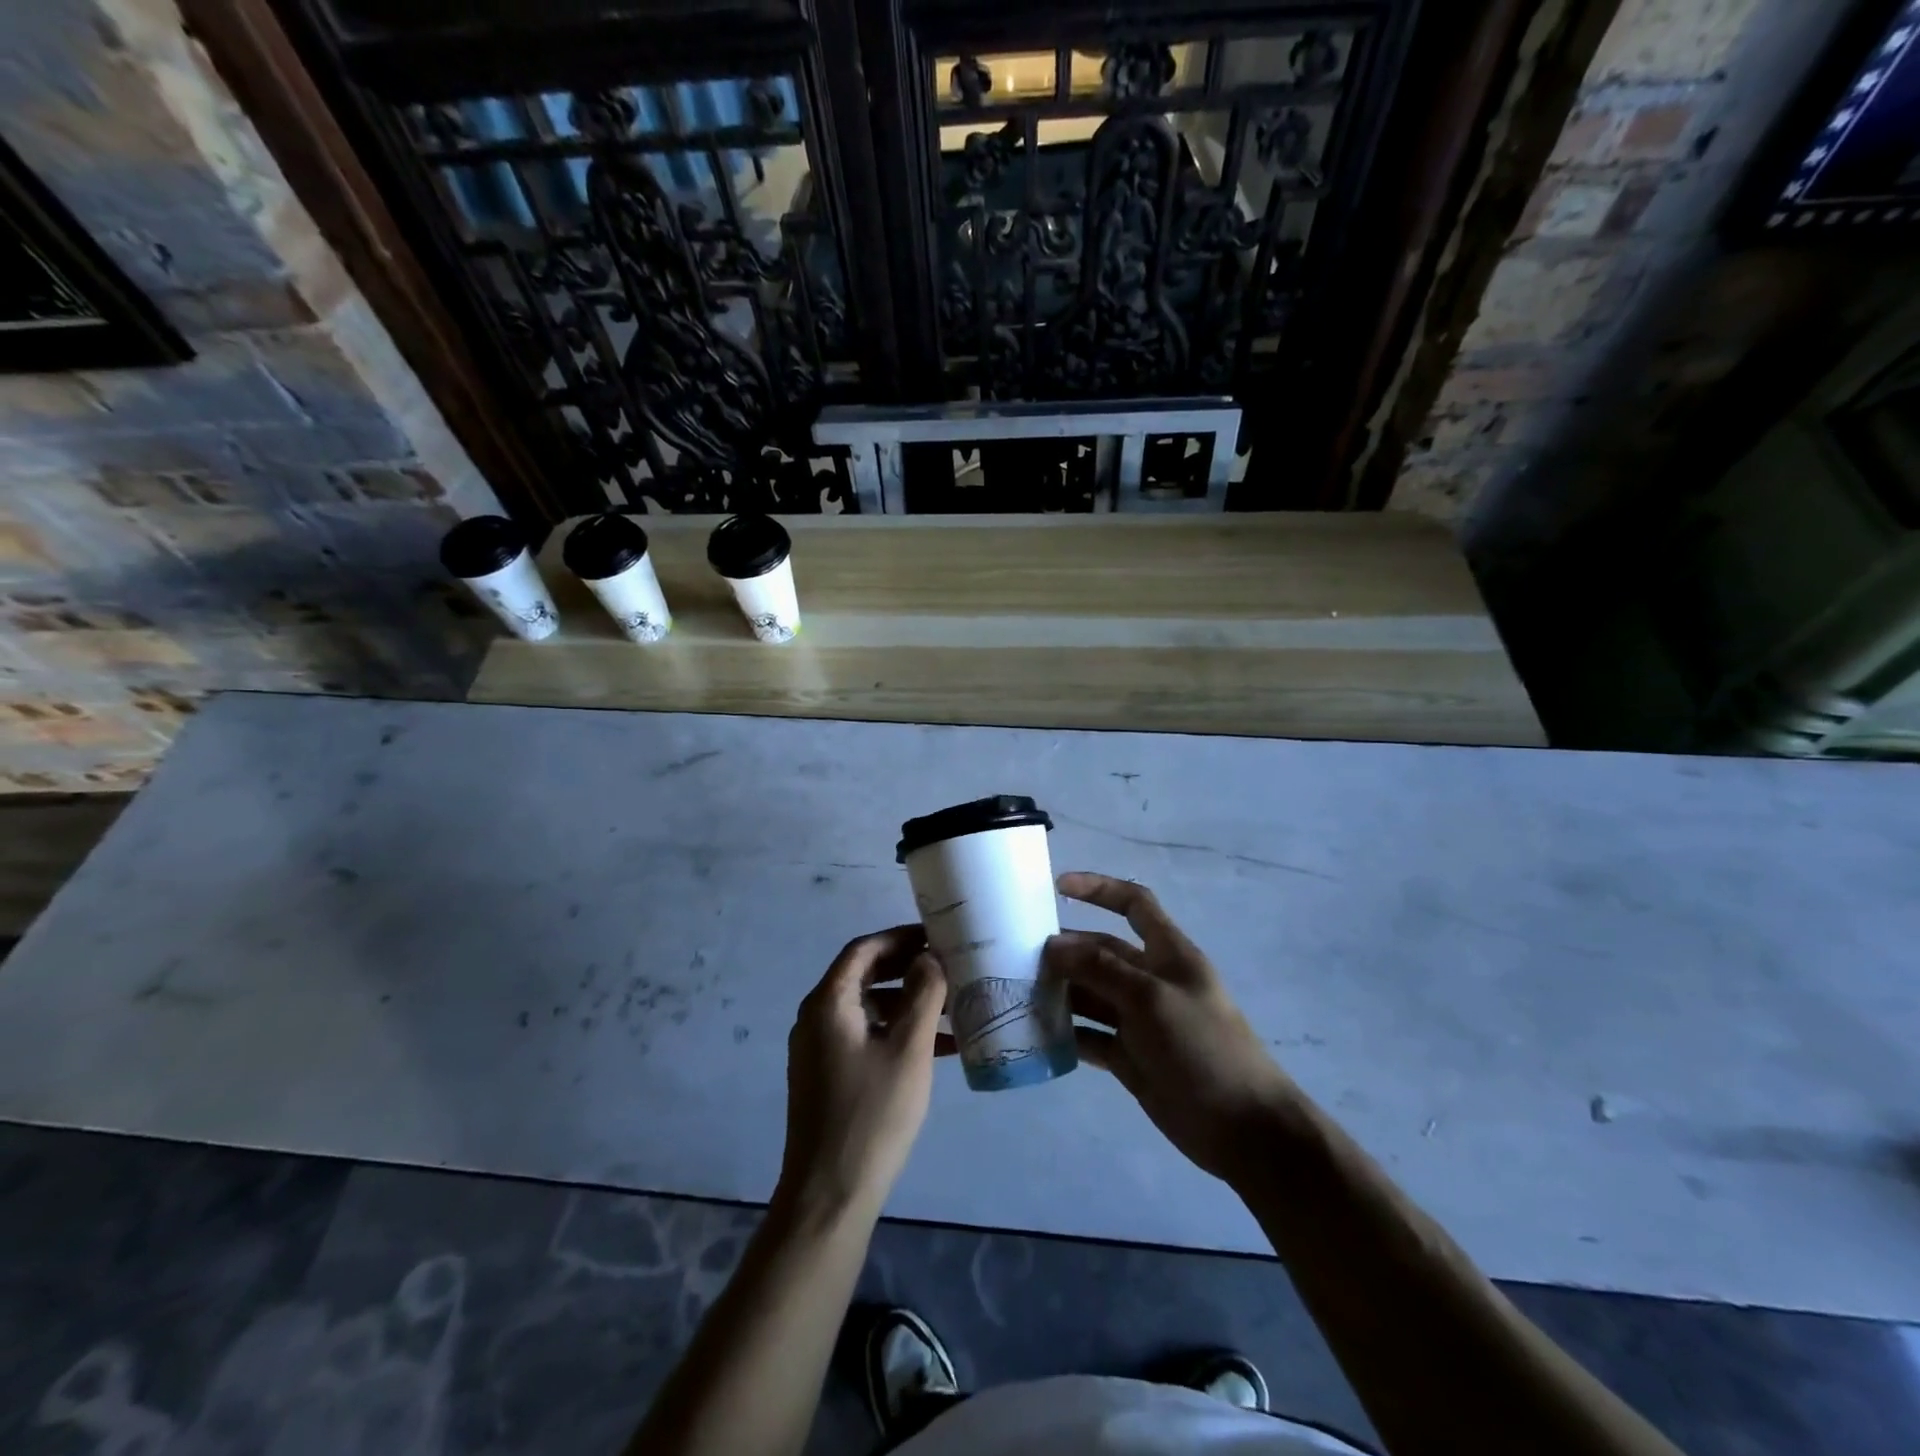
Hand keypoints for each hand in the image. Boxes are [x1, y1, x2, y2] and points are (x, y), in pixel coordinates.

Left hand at [775, 926, 949, 1221]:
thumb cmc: (871, 1115)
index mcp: (828, 1003)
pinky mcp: (828, 1075)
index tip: (936, 936)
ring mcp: (819, 1049)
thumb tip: (929, 957)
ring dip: (908, 1004)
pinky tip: (938, 1048)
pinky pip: (865, 1037)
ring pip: (868, 1009)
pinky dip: (897, 1033)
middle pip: (865, 976)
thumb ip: (923, 995)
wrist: (828, 1196)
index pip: (863, 950)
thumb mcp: (907, 1049)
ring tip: (953, 1009)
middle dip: (908, 969)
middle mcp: (816, 1018)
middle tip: (949, 967)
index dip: (900, 937)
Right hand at [1047, 872, 1296, 1184]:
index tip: (1056, 886)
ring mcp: (1139, 1020)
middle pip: (1101, 951)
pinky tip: (1036, 1034)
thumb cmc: (1203, 1047)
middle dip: (1065, 949)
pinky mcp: (1129, 1057)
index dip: (1099, 889)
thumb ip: (1102, 969)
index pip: (1133, 903)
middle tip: (1018, 955)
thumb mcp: (1152, 998)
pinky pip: (1090, 1035)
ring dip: (1060, 991)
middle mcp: (1150, 979)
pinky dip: (1066, 1033)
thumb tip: (1054, 945)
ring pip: (1090, 994)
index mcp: (1167, 953)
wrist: (1243, 1128)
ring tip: (1018, 993)